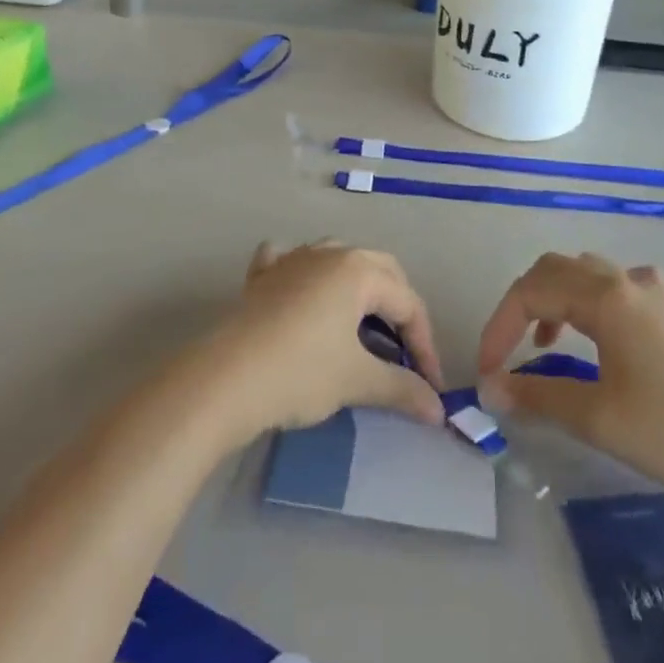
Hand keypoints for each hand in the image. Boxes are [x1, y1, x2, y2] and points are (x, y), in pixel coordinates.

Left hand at [211, 240, 445, 440]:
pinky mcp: (261, 276)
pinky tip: (300, 289)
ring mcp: (292, 259)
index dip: (425, 345)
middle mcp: (329, 252)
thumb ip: (402, 389)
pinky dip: (302, 272)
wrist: (225, 379)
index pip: (408, 303)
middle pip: (380, 270)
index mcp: (359, 269)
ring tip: (362, 321)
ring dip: (357, 285)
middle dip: (398, 307)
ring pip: (337, 258)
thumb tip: (437, 410)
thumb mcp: (357, 380)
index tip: (429, 386)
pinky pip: (289, 260)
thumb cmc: (301, 372)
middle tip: (404, 348)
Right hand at [476, 252, 663, 515]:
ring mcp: (654, 291)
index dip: (499, 326)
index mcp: (605, 296)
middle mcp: (626, 280)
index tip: (486, 371)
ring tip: (543, 342)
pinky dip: (585, 302)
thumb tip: (491, 389)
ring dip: (553, 297)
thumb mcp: (598, 417)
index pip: (531, 290)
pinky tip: (593, 338)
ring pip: (585, 273)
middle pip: (555, 269)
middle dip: (521, 304)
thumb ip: (538, 396)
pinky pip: (613, 286)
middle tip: (507, 351)